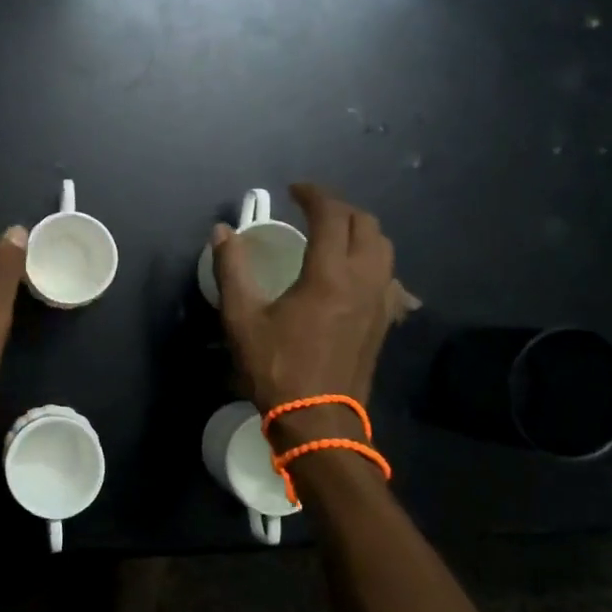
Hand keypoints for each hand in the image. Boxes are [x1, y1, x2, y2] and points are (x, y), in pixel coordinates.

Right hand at [212, 183, 395, 444]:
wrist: (318, 421)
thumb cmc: (277, 367)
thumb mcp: (242, 317)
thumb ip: (231, 268)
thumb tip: (222, 231)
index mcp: (329, 273)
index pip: (332, 214)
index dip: (314, 194)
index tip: (293, 190)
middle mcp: (363, 279)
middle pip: (365, 224)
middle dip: (339, 207)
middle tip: (311, 208)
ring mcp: (381, 301)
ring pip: (383, 248)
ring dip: (360, 230)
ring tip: (333, 234)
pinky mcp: (385, 322)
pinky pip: (389, 277)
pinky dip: (373, 261)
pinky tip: (355, 273)